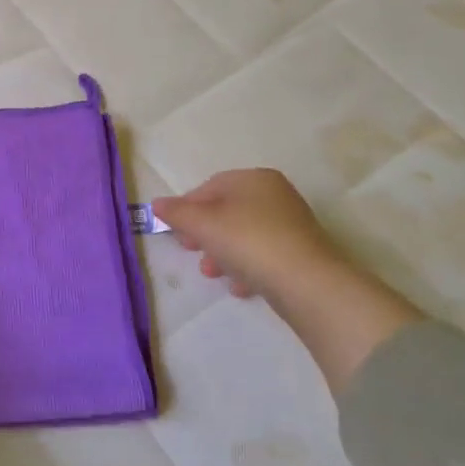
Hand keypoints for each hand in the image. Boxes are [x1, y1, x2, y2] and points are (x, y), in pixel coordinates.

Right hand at [153, 169, 356, 304]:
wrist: (307, 283)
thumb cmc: (248, 241)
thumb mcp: (203, 224)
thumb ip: (177, 213)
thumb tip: (157, 204)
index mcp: (253, 178)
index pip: (210, 187)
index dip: (187, 208)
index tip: (175, 231)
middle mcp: (275, 195)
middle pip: (227, 212)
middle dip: (204, 234)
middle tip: (190, 251)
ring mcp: (291, 225)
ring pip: (244, 235)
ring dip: (223, 253)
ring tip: (213, 274)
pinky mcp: (301, 254)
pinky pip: (264, 255)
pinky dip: (248, 267)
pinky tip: (240, 286)